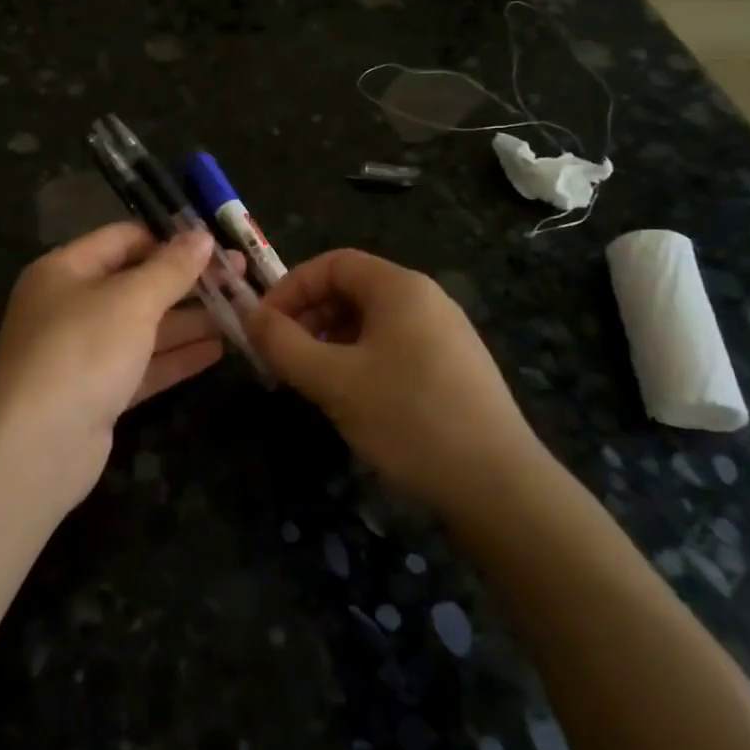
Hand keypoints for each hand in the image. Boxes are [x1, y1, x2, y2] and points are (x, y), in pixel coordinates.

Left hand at [0, 222, 235, 510]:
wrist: (35, 446)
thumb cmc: (82, 350)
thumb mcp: (131, 300)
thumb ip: (171, 269)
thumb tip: (202, 236)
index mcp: (65, 270)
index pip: (123, 240)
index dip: (169, 239)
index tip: (216, 242)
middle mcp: (71, 306)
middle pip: (137, 284)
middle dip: (187, 281)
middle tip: (239, 277)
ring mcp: (83, 353)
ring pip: (144, 327)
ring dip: (189, 320)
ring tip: (240, 311)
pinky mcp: (98, 393)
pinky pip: (143, 365)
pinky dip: (177, 357)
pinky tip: (218, 350)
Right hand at [248, 249, 544, 510]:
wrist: (498, 485)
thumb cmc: (408, 418)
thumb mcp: (332, 380)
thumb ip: (283, 344)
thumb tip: (251, 318)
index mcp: (400, 287)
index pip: (332, 263)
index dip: (290, 288)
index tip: (264, 327)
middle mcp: (426, 299)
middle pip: (351, 289)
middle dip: (308, 317)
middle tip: (282, 357)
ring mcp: (444, 334)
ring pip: (370, 321)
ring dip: (330, 341)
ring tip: (311, 381)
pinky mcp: (453, 368)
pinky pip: (393, 346)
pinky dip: (359, 360)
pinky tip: (352, 399)